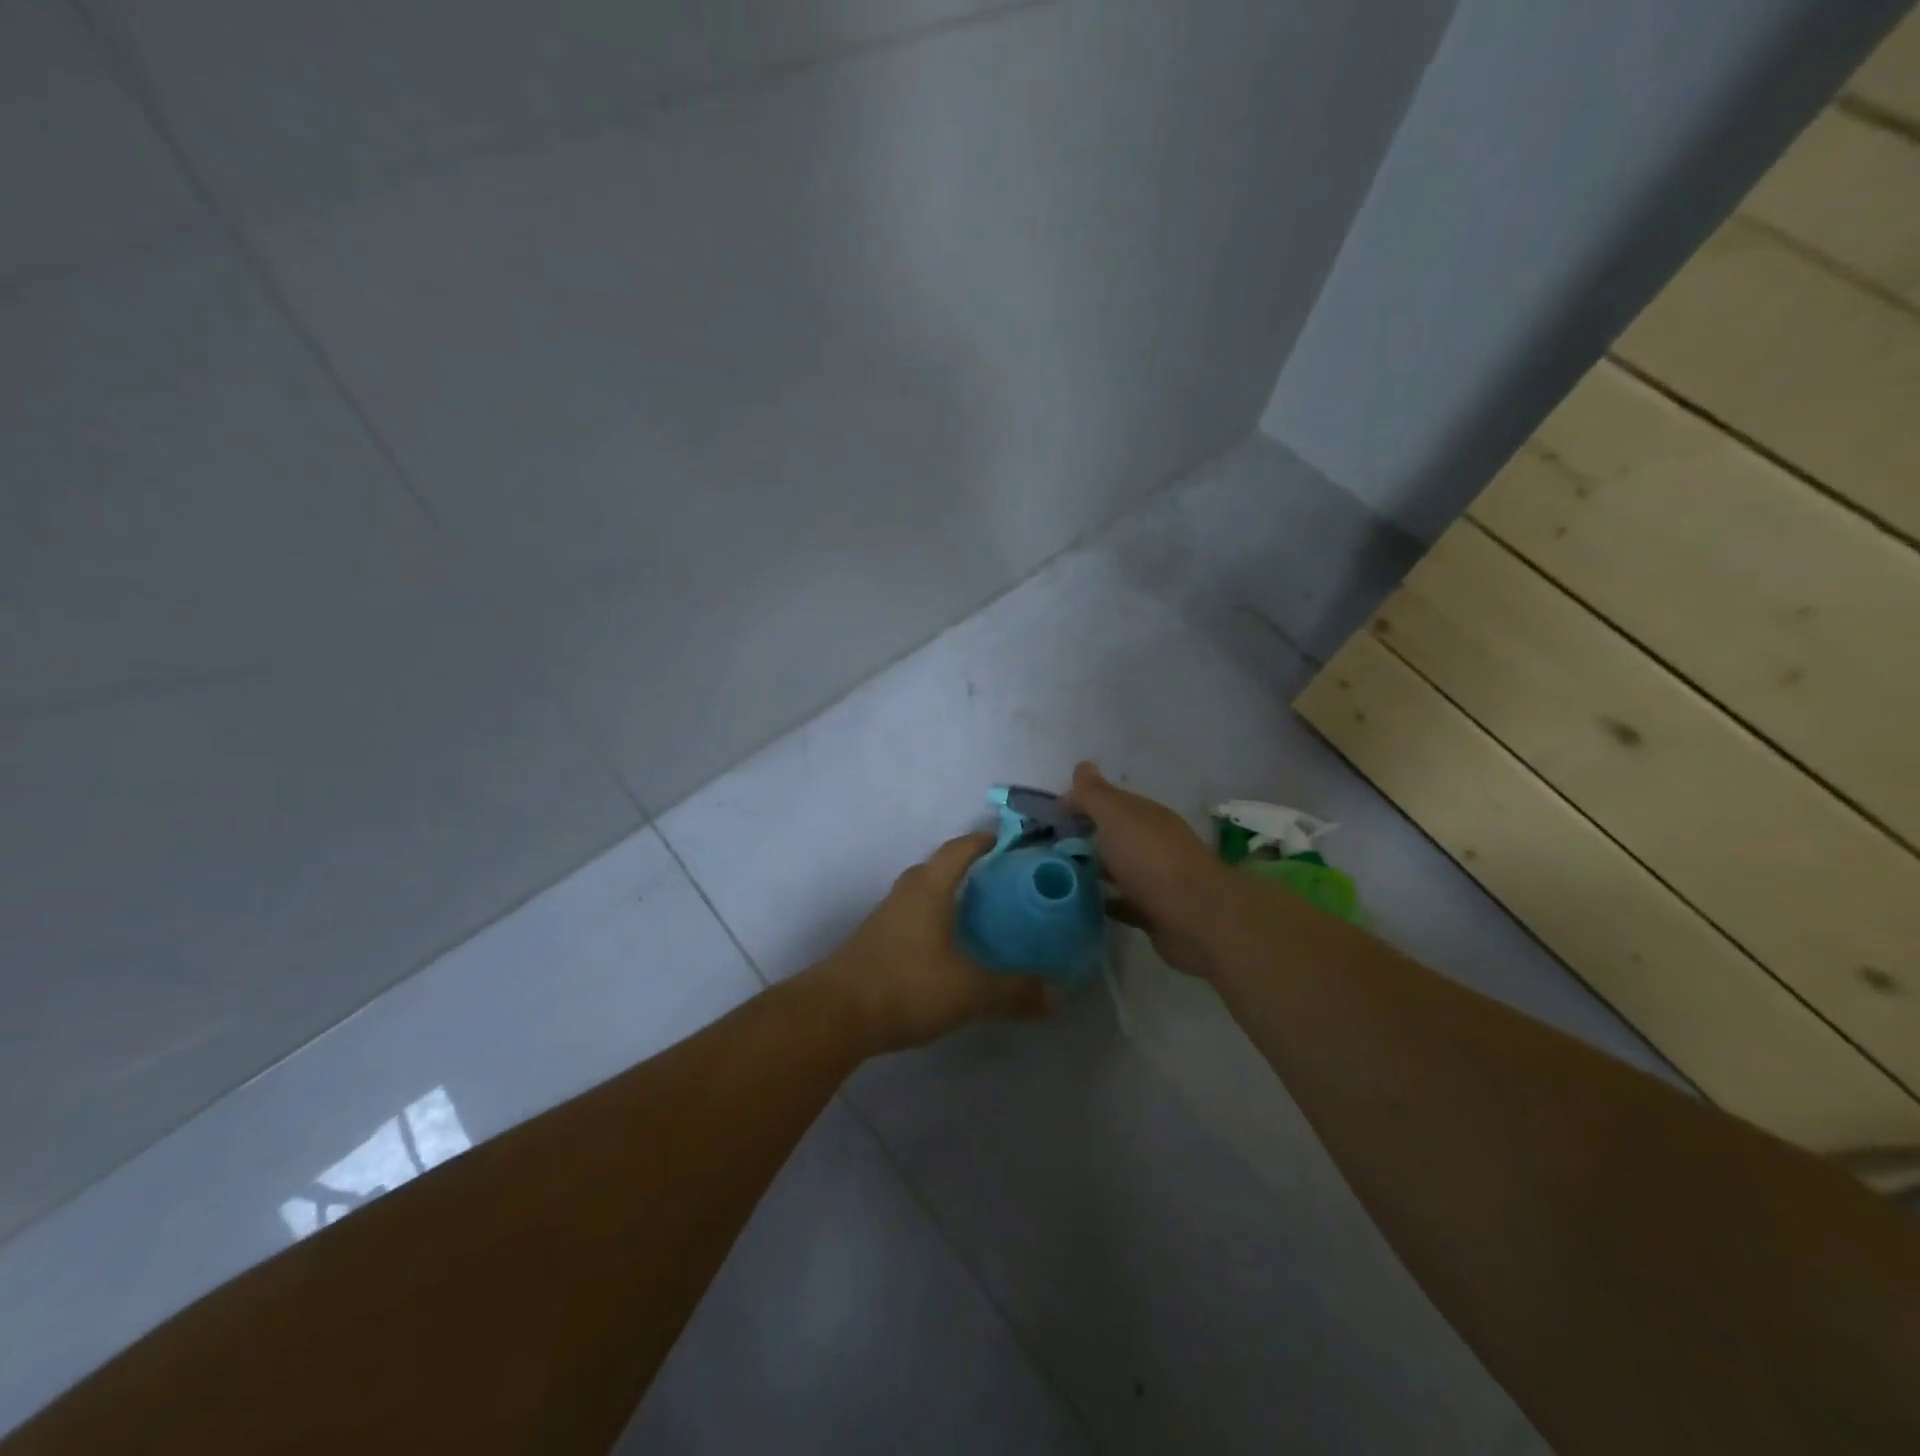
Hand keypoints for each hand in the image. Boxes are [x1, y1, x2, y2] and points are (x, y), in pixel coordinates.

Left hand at [817, 833, 1049, 1053]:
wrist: (835, 1014)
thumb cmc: (907, 985)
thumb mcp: (970, 991)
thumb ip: (1015, 991)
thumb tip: (1057, 995)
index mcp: (929, 889)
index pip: (959, 849)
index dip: (984, 841)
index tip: (1009, 842)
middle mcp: (905, 894)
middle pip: (937, 868)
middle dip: (967, 870)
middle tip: (999, 885)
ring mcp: (884, 918)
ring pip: (921, 895)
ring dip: (946, 898)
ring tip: (977, 917)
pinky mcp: (872, 943)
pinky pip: (909, 919)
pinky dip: (931, 923)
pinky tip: (945, 950)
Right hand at [1062, 761, 1237, 980]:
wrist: (1196, 919)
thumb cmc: (1151, 860)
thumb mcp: (1117, 817)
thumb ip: (1096, 794)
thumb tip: (1081, 766)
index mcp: (1146, 816)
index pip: (1110, 801)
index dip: (1081, 802)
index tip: (1053, 814)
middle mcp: (1153, 843)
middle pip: (1114, 834)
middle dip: (1085, 836)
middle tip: (1047, 846)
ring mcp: (1155, 879)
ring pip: (1118, 867)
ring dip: (1094, 868)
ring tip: (1056, 874)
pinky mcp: (1153, 912)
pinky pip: (1122, 902)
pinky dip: (1104, 900)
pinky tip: (1081, 903)